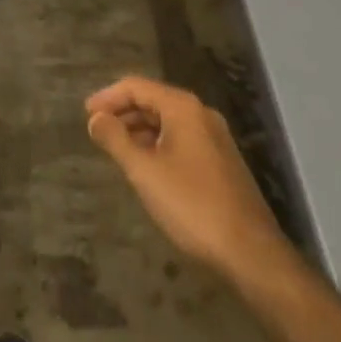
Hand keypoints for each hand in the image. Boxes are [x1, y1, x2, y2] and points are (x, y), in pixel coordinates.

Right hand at [86, 75, 291, 282]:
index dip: (108, 97)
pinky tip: (150, 168)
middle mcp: (201, 114)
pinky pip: (182, 141)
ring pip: (169, 123)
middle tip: (99, 131)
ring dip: (140, 131)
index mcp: (183, 107)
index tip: (87, 114)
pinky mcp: (223, 164)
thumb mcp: (145, 171)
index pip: (136, 86)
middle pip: (153, 101)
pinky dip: (159, 145)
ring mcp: (216, 139)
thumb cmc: (192, 205)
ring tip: (119, 150)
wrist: (253, 256)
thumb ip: (116, 140)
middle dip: (124, 114)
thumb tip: (96, 118)